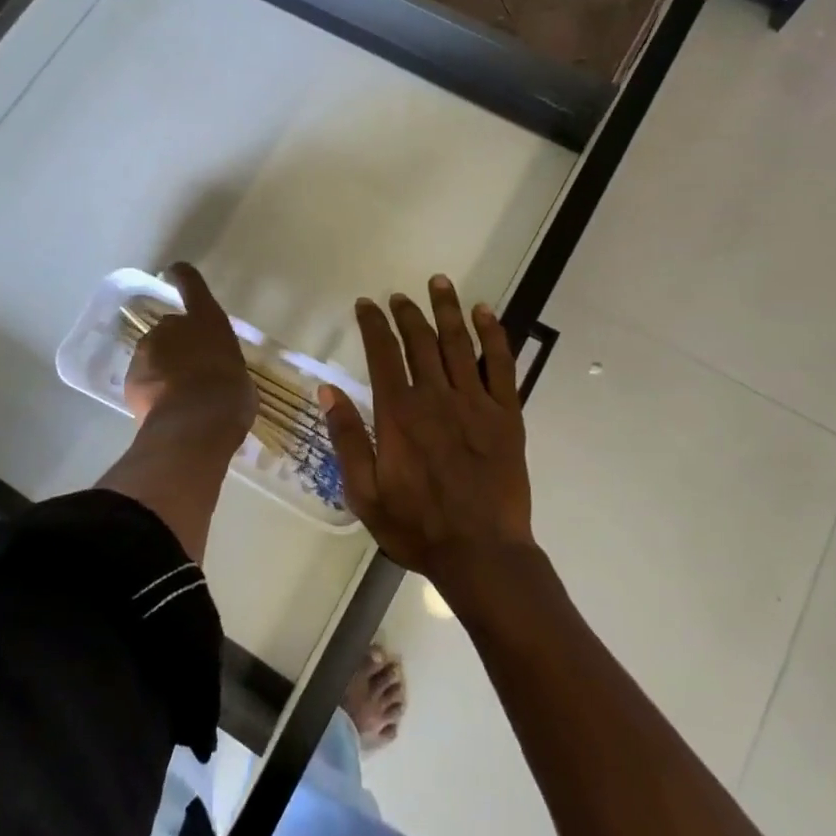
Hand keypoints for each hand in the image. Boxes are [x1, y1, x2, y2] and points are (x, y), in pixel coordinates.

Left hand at [123, 263, 255, 447]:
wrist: (195, 423)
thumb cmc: (231, 395)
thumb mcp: (240, 377)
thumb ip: (225, 367)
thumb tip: (221, 379)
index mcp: (207, 320)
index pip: (192, 285)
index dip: (183, 276)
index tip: (174, 271)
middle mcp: (173, 326)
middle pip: (171, 328)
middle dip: (177, 345)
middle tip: (192, 372)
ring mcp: (148, 350)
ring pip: (153, 354)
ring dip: (163, 368)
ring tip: (178, 397)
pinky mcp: (131, 377)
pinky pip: (142, 380)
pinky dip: (150, 390)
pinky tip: (164, 410)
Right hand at [319, 276, 534, 595]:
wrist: (481, 553)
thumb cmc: (417, 526)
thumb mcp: (365, 491)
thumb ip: (347, 438)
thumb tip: (328, 390)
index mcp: (399, 413)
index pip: (382, 354)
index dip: (373, 324)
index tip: (366, 304)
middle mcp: (436, 396)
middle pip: (419, 341)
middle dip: (407, 313)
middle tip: (400, 296)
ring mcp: (475, 402)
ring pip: (457, 343)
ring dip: (447, 309)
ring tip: (439, 283)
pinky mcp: (507, 414)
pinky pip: (500, 364)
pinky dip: (493, 335)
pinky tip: (485, 313)